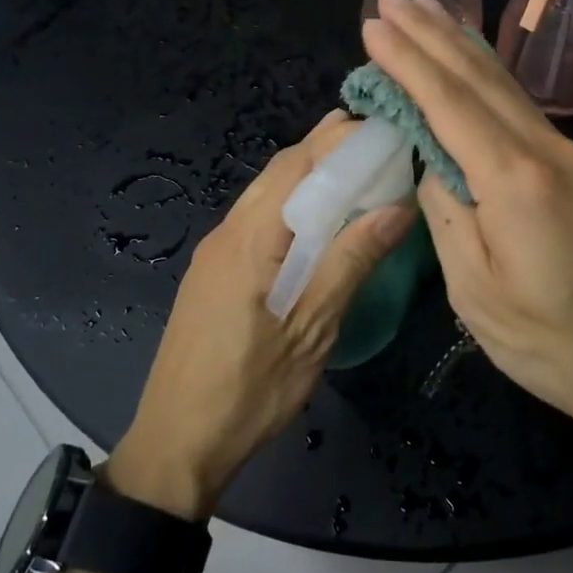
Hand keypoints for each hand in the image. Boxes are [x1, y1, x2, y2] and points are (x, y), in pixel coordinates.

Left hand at [109, 112, 415, 519]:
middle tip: (378, 146)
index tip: (383, 129)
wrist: (175, 443)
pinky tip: (320, 223)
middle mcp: (227, 232)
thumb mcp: (311, 331)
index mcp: (249, 239)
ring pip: (267, 194)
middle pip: (279, 171)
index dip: (339, 140)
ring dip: (310, 177)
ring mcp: (216, 251)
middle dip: (327, 150)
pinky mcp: (215, 272)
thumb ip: (350, 263)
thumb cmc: (249, 392)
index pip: (297, 165)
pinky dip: (293, 206)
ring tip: (359, 175)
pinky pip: (258, 219)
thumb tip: (397, 207)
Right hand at [361, 0, 572, 468]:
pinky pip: (528, 115)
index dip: (408, 61)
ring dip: (463, 51)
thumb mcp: (479, 296)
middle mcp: (549, 152)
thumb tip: (435, 166)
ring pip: (509, 91)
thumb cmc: (562, 348)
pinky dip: (492, 84)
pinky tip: (479, 75)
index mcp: (516, 179)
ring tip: (431, 16)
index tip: (374, 25)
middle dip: (433, 35)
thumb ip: (448, 218)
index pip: (449, 103)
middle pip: (482, 80)